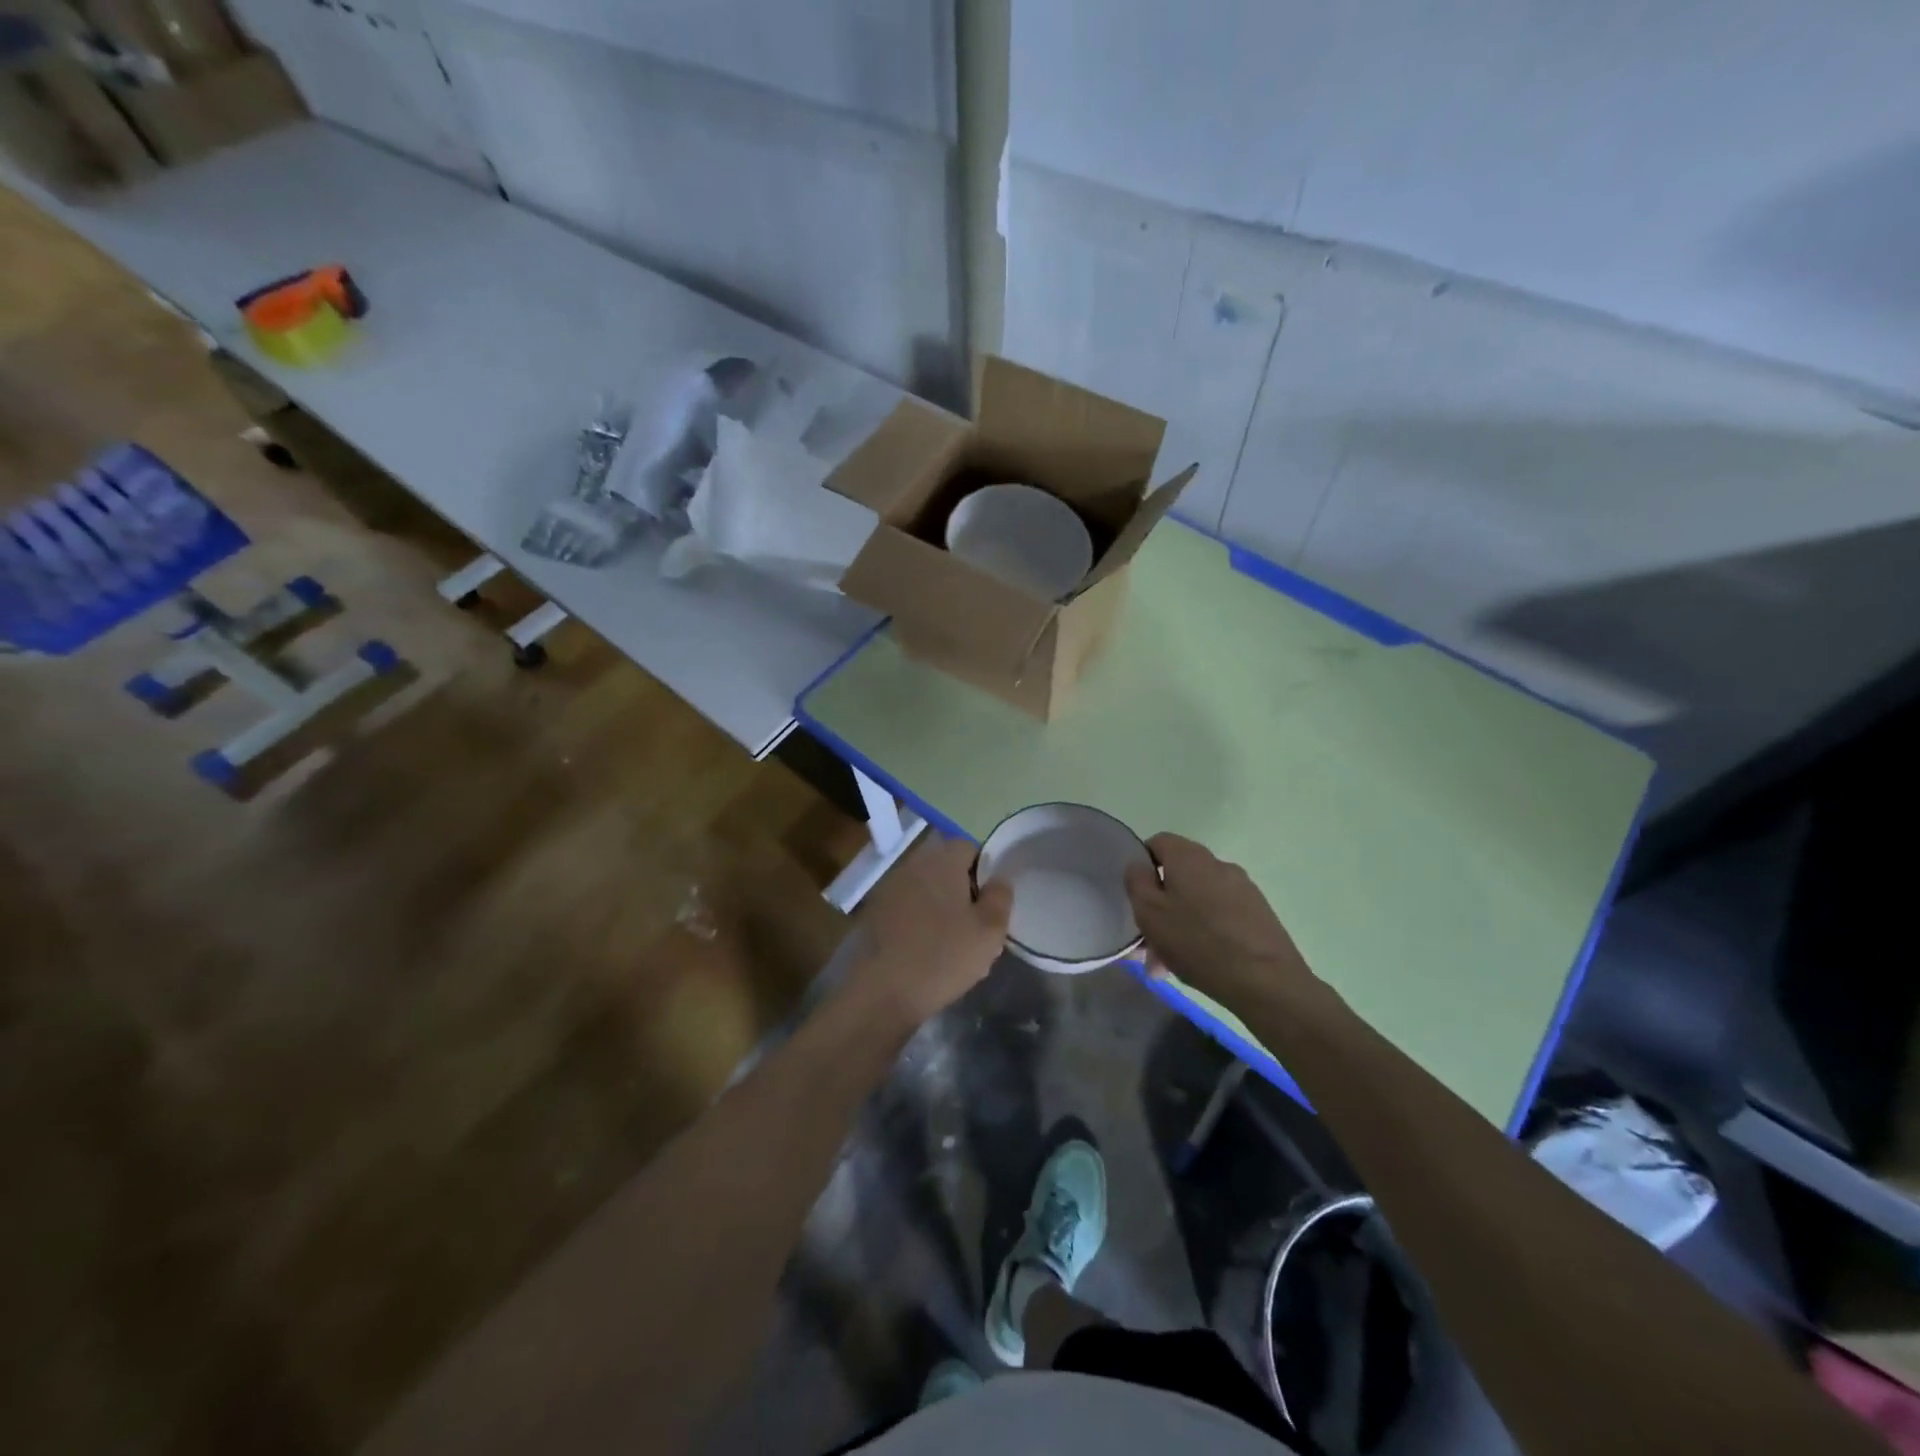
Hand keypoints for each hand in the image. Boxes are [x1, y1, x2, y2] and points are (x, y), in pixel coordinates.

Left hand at [844, 836, 1011, 1027]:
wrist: (883, 991)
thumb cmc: (943, 955)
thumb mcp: (990, 930)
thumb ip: (1001, 896)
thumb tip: (999, 879)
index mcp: (942, 860)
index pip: (969, 847)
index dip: (985, 871)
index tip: (991, 902)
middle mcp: (913, 865)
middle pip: (947, 868)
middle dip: (964, 892)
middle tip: (977, 926)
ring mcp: (890, 888)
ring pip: (927, 890)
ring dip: (942, 908)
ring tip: (954, 944)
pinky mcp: (875, 913)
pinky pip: (908, 908)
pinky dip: (920, 922)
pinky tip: (927, 952)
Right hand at [1124, 833, 1316, 1006]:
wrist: (1266, 980)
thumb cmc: (1197, 941)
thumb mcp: (1149, 912)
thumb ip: (1137, 882)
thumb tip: (1139, 865)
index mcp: (1189, 857)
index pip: (1158, 843)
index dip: (1142, 865)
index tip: (1135, 896)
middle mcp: (1218, 864)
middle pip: (1178, 877)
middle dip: (1159, 907)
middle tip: (1147, 943)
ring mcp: (1242, 889)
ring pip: (1197, 901)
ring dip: (1178, 926)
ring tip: (1167, 964)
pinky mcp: (1258, 914)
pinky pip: (1219, 916)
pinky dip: (1204, 934)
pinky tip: (1197, 965)